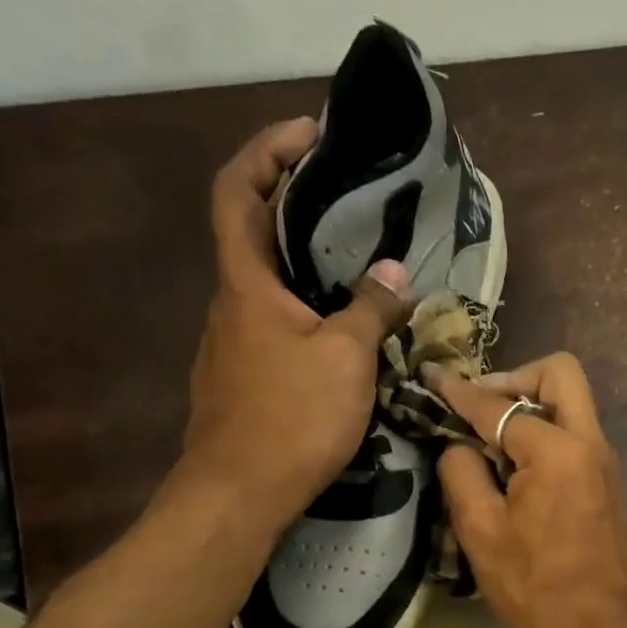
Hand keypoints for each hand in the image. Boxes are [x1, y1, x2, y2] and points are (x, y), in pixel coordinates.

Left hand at [182, 119, 412, 533]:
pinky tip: (343, 332)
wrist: (241, 491)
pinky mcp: (244, 378)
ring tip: (358, 264)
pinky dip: (306, 310)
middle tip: (349, 200)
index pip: (238, 190)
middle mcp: (231, 303)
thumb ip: (371, 309)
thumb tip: (395, 272)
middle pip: (253, 233)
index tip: (311, 136)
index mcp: (247, 282)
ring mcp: (233, 344)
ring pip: (267, 285)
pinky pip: (275, 325)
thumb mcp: (347, 358)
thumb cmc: (292, 415)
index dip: (267, 151)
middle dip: (295, 205)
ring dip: (305, 264)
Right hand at [428, 353, 626, 627]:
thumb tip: (459, 444)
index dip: (459, 391)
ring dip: (531, 405)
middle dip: (514, 378)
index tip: (432, 377)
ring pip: (571, 402)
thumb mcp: (480, 530)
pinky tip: (515, 466)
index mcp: (557, 451)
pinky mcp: (607, 482)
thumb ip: (462, 472)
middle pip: (560, 374)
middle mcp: (590, 443)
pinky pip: (576, 433)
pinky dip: (546, 432)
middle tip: (479, 408)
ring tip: (490, 439)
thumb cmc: (534, 587)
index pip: (499, 405)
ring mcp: (605, 462)